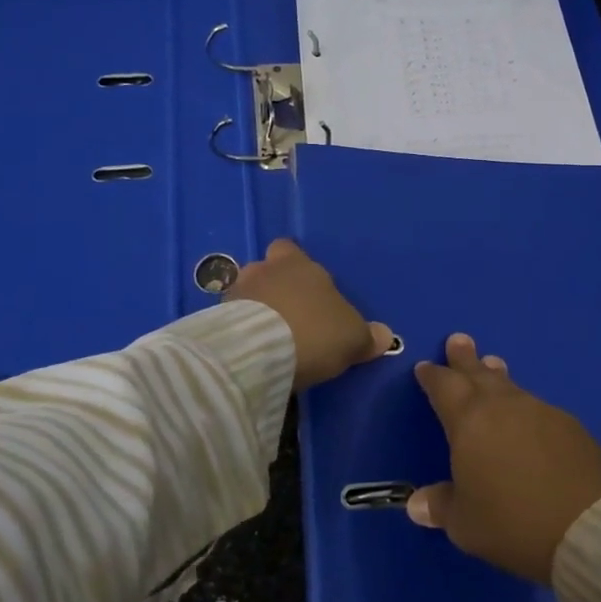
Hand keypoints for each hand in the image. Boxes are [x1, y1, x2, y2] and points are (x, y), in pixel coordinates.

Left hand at [225, 239, 390, 391]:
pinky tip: (252, 350)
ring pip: (246, 295)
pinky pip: (230, 320)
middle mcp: (263, 269)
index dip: (295, 266)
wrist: (262, 352)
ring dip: (254, 310)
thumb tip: (384, 336)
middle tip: (288, 316)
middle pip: (266, 271)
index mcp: (298, 263)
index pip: (290, 249)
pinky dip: (239, 331)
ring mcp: (235, 292)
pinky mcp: (215, 319)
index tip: (306, 290)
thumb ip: (367, 336)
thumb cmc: (315, 331)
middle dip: (273, 289)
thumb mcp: (353, 338)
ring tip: (268, 337)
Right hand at [409, 333, 600, 584]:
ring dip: (496, 376)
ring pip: (511, 386)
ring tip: (491, 365)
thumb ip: (440, 507)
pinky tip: (526, 415)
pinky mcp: (570, 426)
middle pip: (478, 374)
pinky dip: (523, 404)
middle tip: (458, 339)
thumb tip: (416, 503)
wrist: (588, 526)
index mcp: (469, 421)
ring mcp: (540, 411)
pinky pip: (536, 406)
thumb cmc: (512, 522)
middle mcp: (503, 406)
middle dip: (465, 359)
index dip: (433, 377)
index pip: (444, 387)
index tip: (425, 366)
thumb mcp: (465, 524)